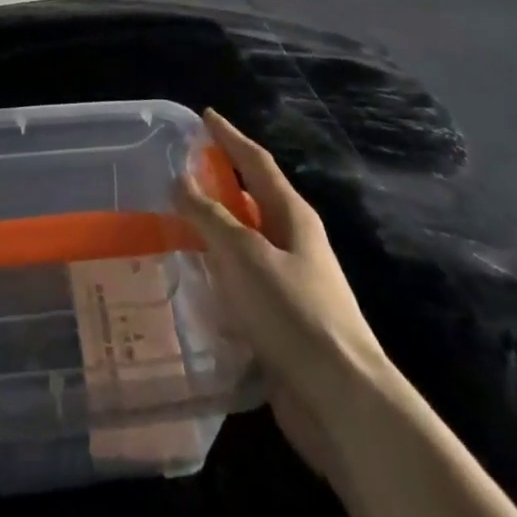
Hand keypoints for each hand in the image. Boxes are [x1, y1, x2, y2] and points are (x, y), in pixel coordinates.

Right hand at [173, 108, 388, 480]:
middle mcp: (293, 242)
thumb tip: (181, 179)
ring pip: (245, 243)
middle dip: (219, 182)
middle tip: (179, 170)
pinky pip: (242, 282)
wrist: (342, 400)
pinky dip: (218, 272)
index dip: (229, 137)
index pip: (256, 161)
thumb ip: (210, 215)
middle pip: (252, 199)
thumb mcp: (244, 255)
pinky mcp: (281, 320)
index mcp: (292, 215)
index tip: (205, 116)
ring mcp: (290, 282)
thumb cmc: (294, 312)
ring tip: (174, 222)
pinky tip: (192, 280)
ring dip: (214, 230)